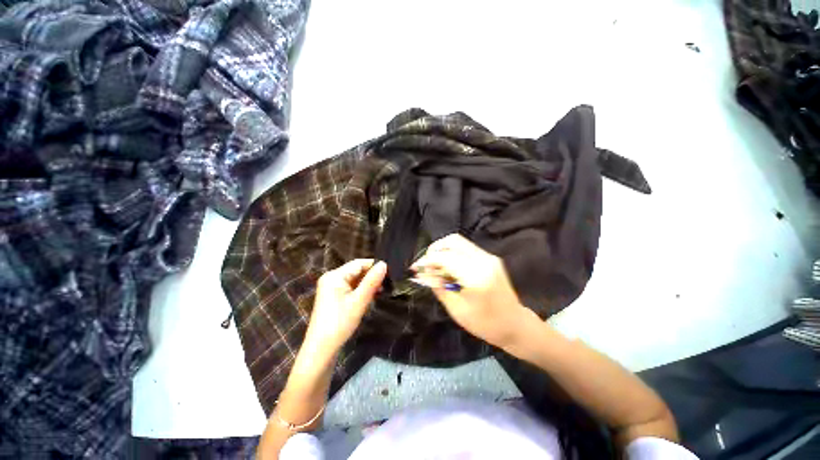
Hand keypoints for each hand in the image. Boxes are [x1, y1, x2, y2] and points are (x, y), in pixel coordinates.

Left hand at [303, 259, 386, 355]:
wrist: (321, 349)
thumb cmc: (340, 323)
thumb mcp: (359, 301)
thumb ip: (372, 281)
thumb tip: (384, 264)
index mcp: (335, 276)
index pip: (359, 263)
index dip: (374, 266)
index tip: (390, 273)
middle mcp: (331, 278)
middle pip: (356, 271)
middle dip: (371, 276)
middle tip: (387, 284)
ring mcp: (331, 288)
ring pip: (354, 280)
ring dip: (367, 284)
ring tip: (381, 291)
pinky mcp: (333, 297)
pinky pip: (350, 288)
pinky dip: (360, 291)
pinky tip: (370, 297)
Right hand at [411, 234, 532, 348]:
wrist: (515, 324)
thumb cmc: (485, 324)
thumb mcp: (457, 310)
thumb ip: (439, 287)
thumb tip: (423, 273)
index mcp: (476, 277)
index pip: (445, 257)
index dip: (427, 260)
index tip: (416, 268)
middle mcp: (484, 261)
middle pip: (453, 241)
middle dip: (435, 249)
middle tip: (426, 264)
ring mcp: (489, 257)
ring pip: (459, 242)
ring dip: (443, 250)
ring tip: (435, 266)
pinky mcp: (490, 258)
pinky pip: (466, 248)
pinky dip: (453, 253)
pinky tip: (448, 267)